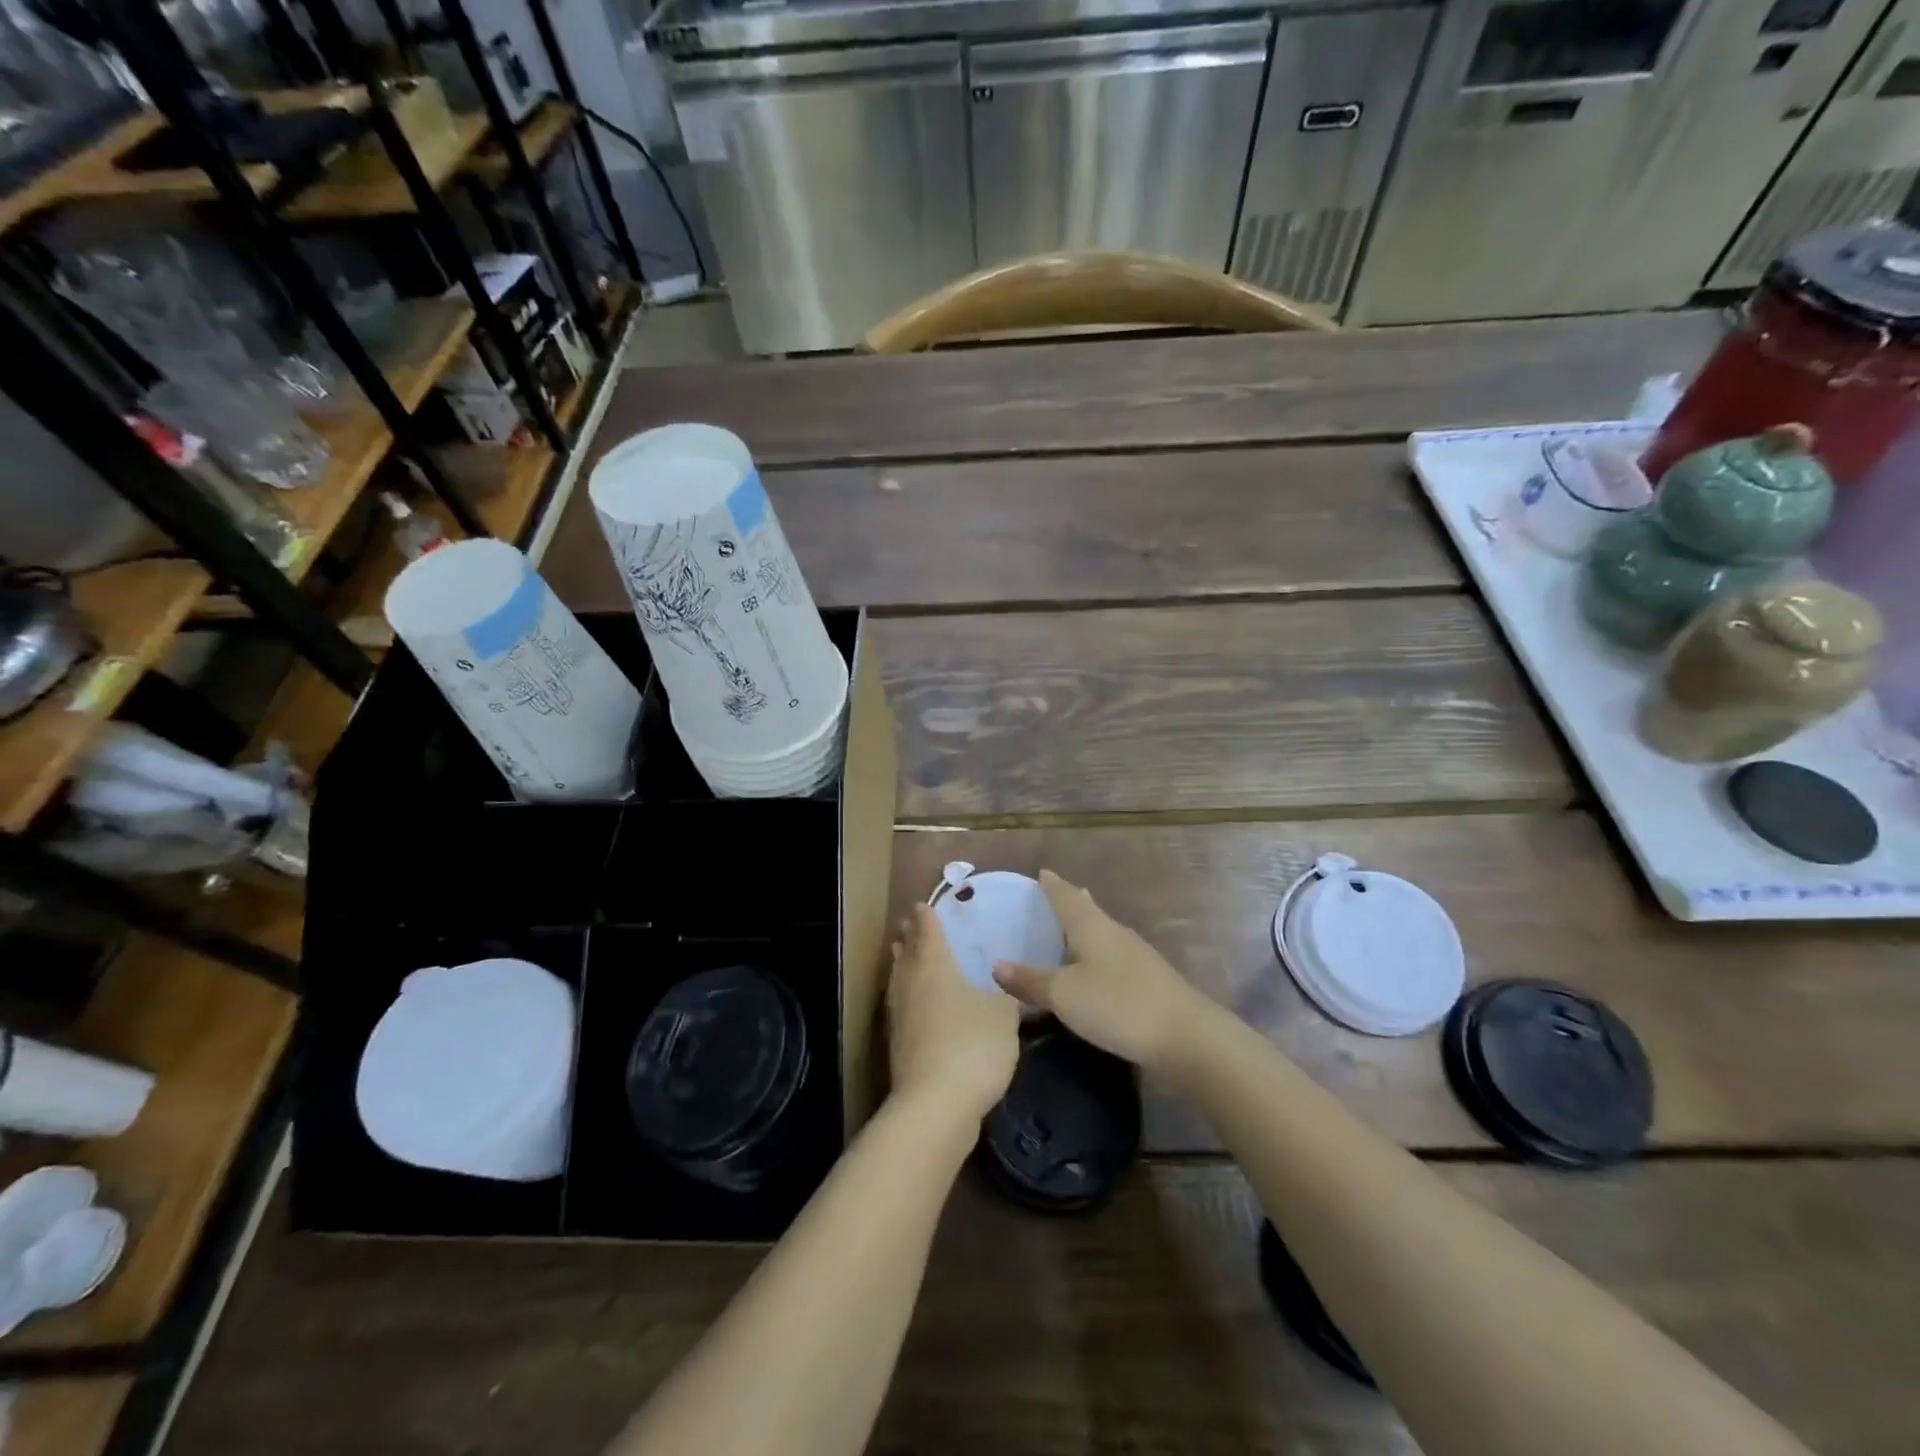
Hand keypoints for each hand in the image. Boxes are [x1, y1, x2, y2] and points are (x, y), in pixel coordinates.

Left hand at [888, 903, 1019, 1120]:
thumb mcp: (1003, 1015)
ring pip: (899, 980)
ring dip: (901, 964)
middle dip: (909, 938)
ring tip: (902, 954)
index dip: (927, 917)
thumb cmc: (973, 1045)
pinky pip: (901, 1006)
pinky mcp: (898, 1046)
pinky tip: (915, 1004)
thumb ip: (1005, 995)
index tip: (923, 905)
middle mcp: (912, 985)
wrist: (936, 1105)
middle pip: (907, 954)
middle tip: (909, 925)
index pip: (929, 933)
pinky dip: (905, 995)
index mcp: (935, 967)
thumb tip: (1004, 986)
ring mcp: (901, 1017)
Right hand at [993, 870, 1209, 1073]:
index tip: (1042, 873)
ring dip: (1085, 925)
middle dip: (1070, 900)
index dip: (1052, 885)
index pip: (1067, 896)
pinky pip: (1113, 952)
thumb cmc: (1118, 1005)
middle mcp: (1114, 932)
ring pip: (1103, 930)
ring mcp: (1136, 954)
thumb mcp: (1065, 995)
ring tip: (1069, 926)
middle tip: (1053, 893)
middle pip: (1089, 909)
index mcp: (1092, 927)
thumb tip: (997, 965)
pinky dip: (1097, 950)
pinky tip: (1095, 965)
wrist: (1186, 1036)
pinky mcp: (1149, 978)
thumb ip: (1031, 980)